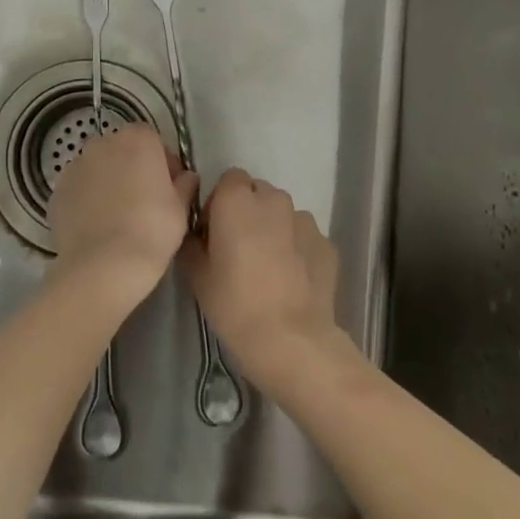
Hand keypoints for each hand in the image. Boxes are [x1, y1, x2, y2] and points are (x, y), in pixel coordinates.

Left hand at [47, 124, 197, 307]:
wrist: (104, 266)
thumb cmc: (152, 230)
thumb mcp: (181, 209)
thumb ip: (184, 185)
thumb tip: (186, 177)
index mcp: (137, 139)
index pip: (153, 140)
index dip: (163, 162)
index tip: (169, 187)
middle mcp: (102, 144)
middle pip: (121, 150)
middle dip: (132, 169)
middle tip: (144, 201)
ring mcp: (74, 166)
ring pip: (96, 169)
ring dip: (107, 182)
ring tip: (116, 217)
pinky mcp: (56, 192)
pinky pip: (78, 190)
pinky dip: (86, 201)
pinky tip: (96, 227)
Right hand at [183, 169, 343, 381]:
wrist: (290, 339)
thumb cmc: (234, 304)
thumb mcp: (196, 275)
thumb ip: (192, 243)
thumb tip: (198, 235)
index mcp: (237, 200)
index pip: (229, 179)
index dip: (219, 202)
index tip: (214, 232)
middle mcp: (274, 200)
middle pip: (258, 193)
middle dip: (248, 213)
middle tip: (239, 250)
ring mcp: (305, 220)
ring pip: (283, 215)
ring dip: (274, 230)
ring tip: (269, 268)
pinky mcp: (327, 243)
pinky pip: (304, 238)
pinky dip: (297, 250)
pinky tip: (292, 281)